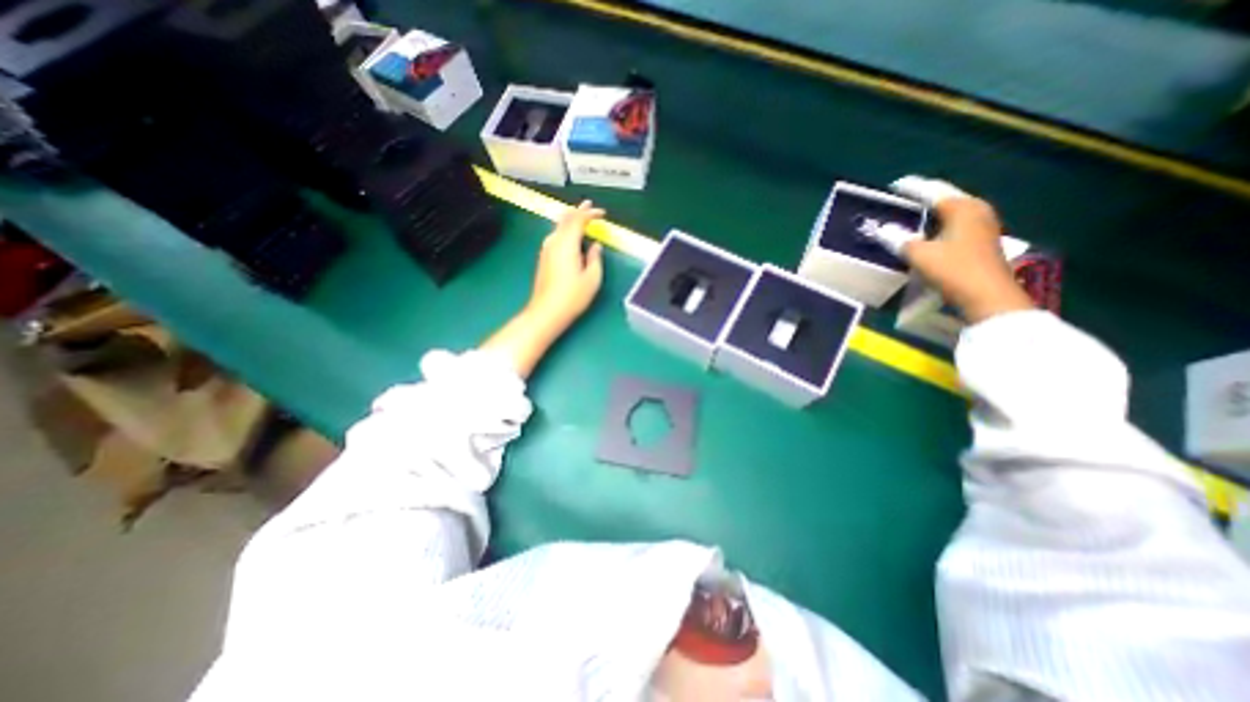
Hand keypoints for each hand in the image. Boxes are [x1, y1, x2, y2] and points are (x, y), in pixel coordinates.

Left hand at [481, 200, 609, 379]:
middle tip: (589, 206)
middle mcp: (554, 242)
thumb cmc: (573, 297)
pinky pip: (555, 235)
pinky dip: (564, 230)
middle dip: (578, 211)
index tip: (602, 213)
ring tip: (581, 217)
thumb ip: (595, 258)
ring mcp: (546, 250)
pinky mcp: (544, 258)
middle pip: (565, 219)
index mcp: (567, 244)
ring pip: (558, 226)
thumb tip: (596, 245)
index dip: (590, 213)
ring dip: (570, 220)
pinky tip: (570, 235)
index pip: (578, 220)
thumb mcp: (592, 278)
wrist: (547, 311)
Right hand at [888, 174, 1036, 322]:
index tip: (895, 186)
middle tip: (902, 197)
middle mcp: (976, 210)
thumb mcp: (920, 255)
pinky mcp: (981, 239)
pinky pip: (955, 223)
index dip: (912, 188)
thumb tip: (881, 230)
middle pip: (945, 197)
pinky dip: (938, 223)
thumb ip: (899, 240)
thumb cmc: (954, 270)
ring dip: (931, 212)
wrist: (988, 296)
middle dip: (923, 197)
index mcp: (962, 207)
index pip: (933, 191)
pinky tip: (927, 231)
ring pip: (951, 211)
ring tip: (911, 213)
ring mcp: (982, 225)